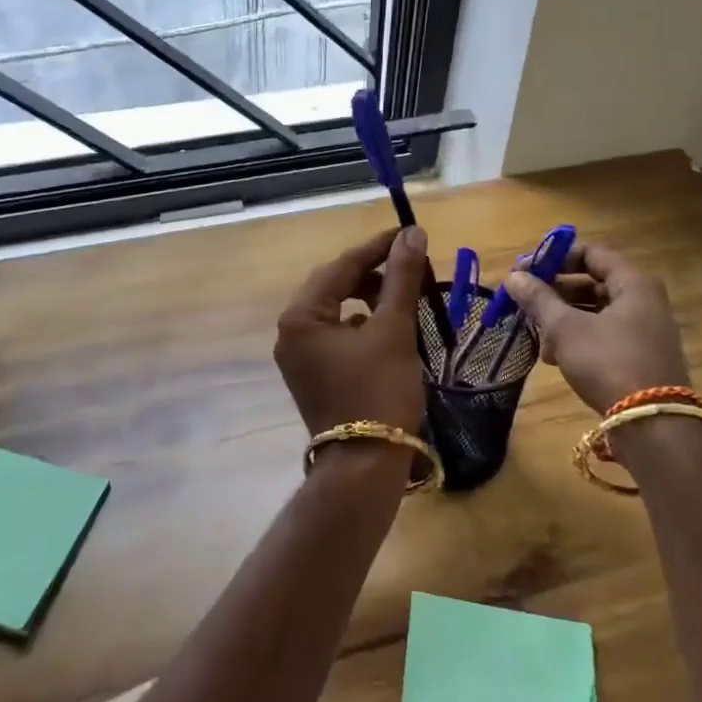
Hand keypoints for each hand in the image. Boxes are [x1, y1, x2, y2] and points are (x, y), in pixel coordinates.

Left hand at [275, 226, 428, 437]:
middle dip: (373, 274)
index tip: (410, 234)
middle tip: (410, 267)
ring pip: (336, 311)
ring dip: (369, 300)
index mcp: (300, 317)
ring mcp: (298, 356)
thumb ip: (401, 278)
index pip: (341, 266)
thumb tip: (412, 234)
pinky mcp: (311, 374)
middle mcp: (290, 332)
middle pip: (334, 286)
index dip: (378, 247)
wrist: (364, 466)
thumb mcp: (393, 330)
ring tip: (403, 298)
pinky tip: (387, 330)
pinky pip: (336, 336)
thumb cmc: (379, 391)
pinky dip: (362, 326)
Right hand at [505, 240, 690, 415]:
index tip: (525, 270)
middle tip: (524, 300)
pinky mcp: (639, 356)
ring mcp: (644, 330)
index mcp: (633, 283)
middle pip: (592, 281)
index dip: (555, 257)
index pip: (591, 253)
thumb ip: (538, 299)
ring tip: (535, 332)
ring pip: (595, 310)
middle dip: (555, 290)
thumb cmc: (608, 362)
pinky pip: (602, 334)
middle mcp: (644, 300)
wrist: (651, 425)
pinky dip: (577, 337)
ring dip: (562, 316)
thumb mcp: (565, 328)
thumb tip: (513, 277)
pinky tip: (552, 355)